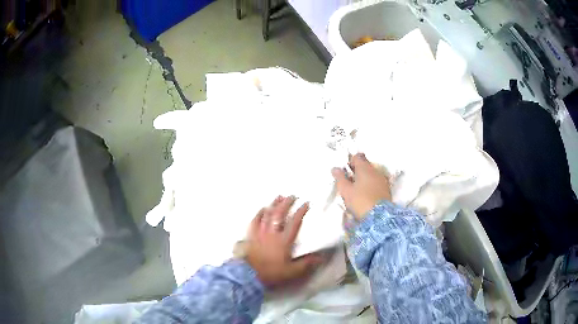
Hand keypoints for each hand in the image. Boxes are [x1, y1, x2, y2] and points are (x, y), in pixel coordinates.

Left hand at [244, 196, 321, 287]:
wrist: (249, 275)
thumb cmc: (272, 273)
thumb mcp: (292, 271)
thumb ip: (306, 264)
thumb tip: (321, 257)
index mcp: (284, 241)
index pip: (294, 222)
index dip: (301, 211)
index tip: (306, 203)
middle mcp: (272, 233)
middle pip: (280, 214)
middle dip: (287, 203)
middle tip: (293, 196)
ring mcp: (260, 233)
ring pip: (268, 214)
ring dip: (274, 204)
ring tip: (279, 196)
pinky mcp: (251, 235)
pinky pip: (255, 220)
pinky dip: (260, 213)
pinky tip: (263, 208)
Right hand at [331, 153, 391, 217]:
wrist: (379, 216)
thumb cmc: (360, 201)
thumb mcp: (346, 190)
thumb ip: (340, 178)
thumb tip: (335, 168)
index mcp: (364, 168)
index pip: (357, 156)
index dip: (350, 161)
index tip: (345, 171)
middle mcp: (375, 171)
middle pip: (365, 165)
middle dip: (357, 170)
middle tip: (349, 181)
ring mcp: (382, 180)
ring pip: (371, 174)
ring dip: (364, 178)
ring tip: (357, 189)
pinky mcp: (387, 190)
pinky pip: (376, 182)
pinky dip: (370, 185)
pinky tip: (366, 194)